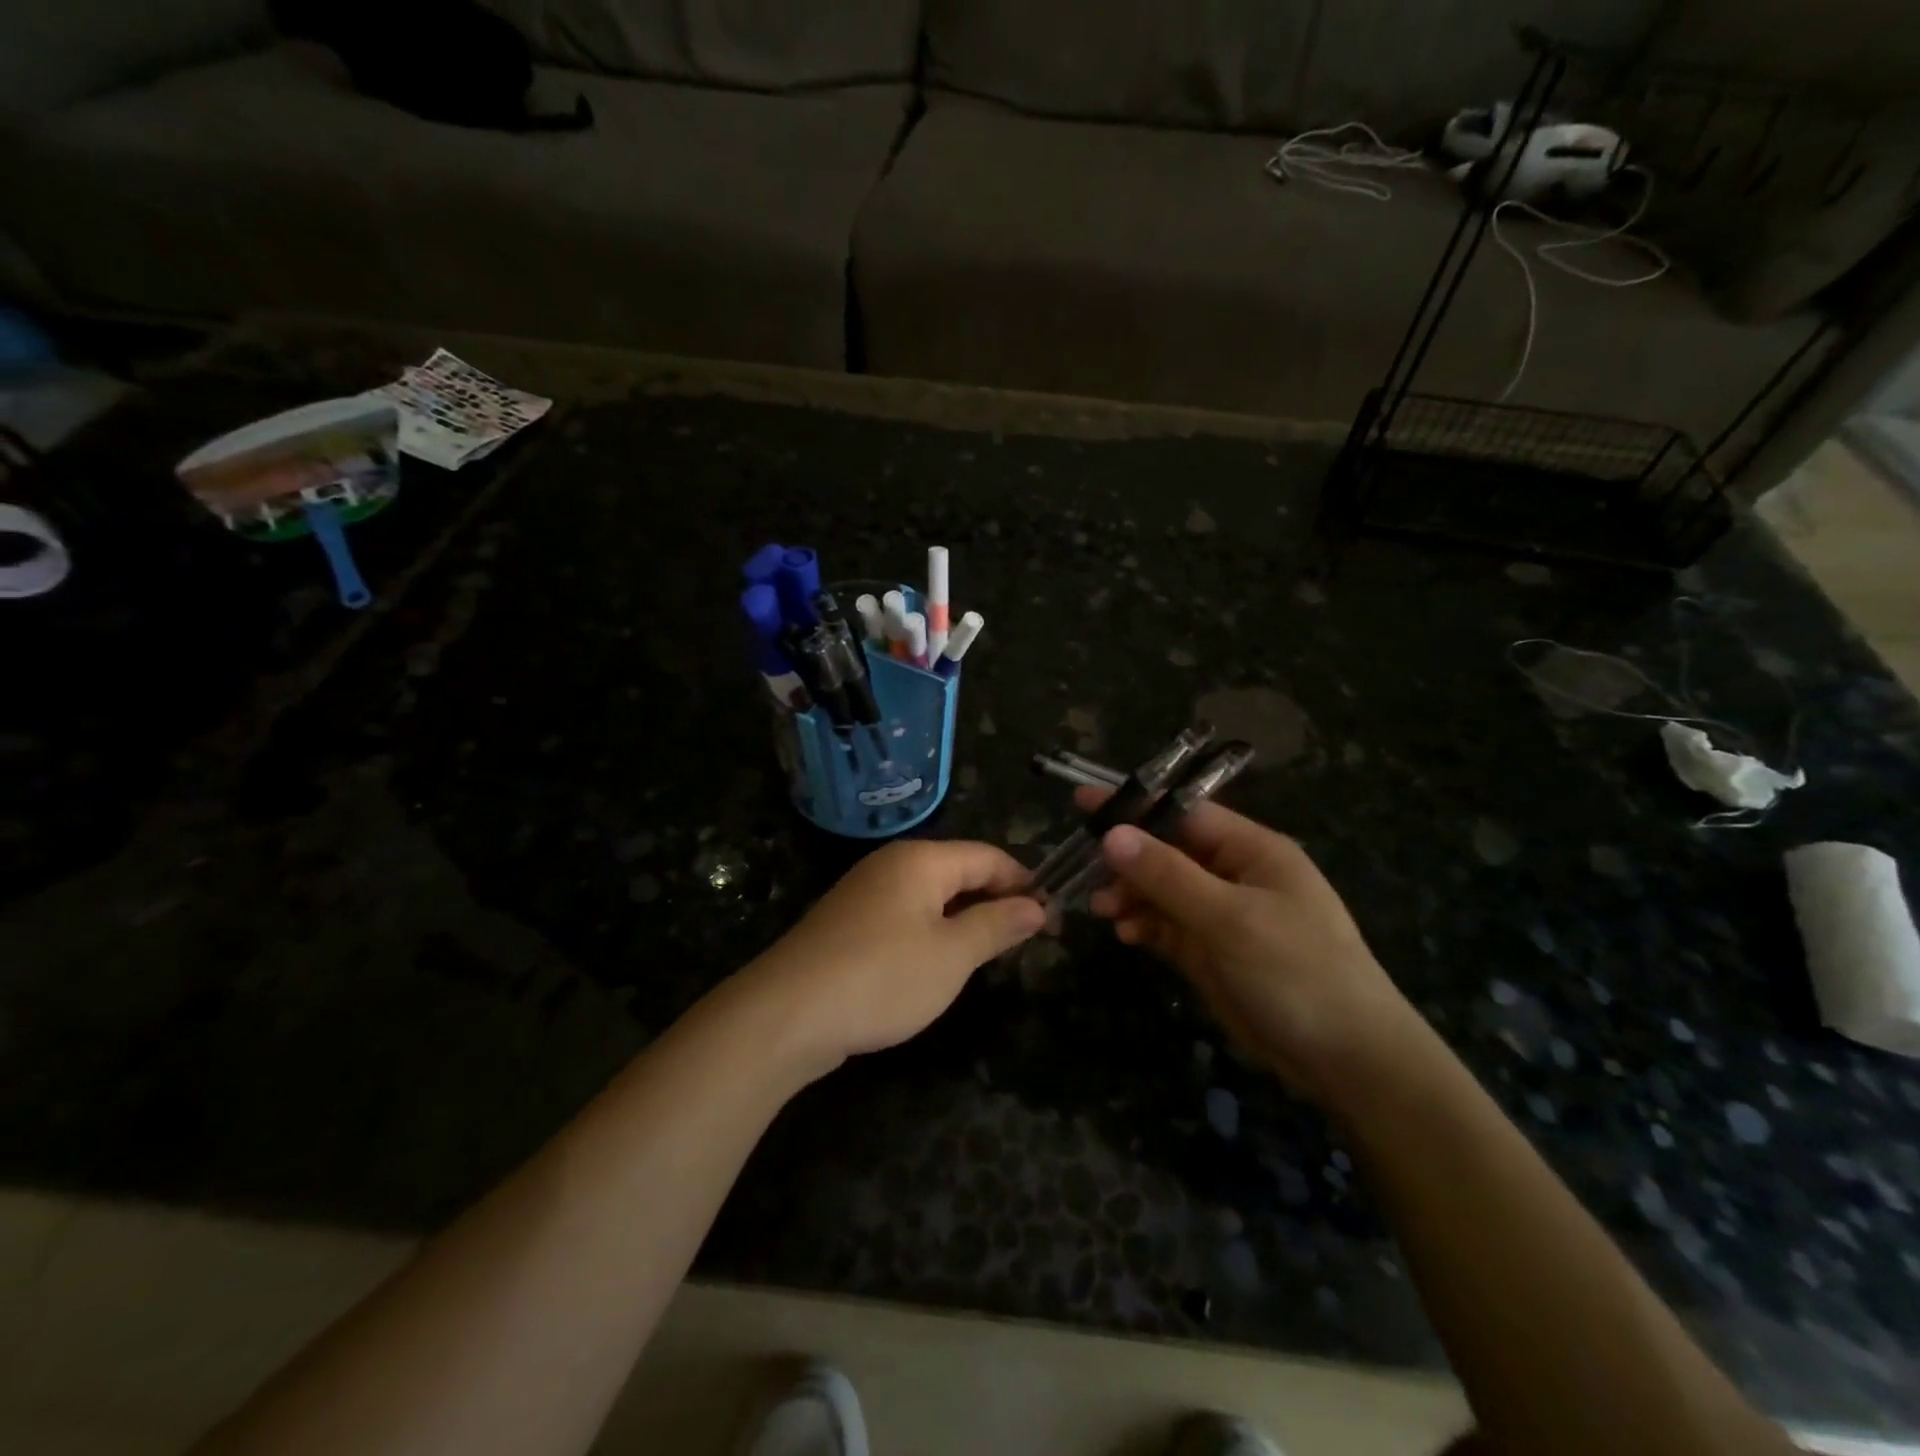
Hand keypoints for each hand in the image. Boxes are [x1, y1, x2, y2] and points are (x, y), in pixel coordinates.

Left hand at [746, 840, 1044, 1069]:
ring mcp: (865, 892)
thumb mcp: (952, 955)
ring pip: (932, 895)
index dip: (1024, 883)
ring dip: (965, 918)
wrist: (786, 1014)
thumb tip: (1036, 906)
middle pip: (959, 871)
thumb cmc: (882, 977)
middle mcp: (892, 864)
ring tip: (990, 954)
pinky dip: (932, 931)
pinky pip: (905, 915)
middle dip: (996, 900)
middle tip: (1027, 941)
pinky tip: (938, 964)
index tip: (1052, 919)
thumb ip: (996, 925)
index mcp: (921, 860)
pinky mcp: (848, 922)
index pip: (989, 856)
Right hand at [1076, 786, 1417, 1098]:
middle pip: (1167, 851)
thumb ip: (1168, 875)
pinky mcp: (1211, 952)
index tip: (1082, 802)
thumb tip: (1112, 834)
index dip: (1134, 806)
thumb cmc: (1296, 971)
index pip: (1183, 813)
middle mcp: (1234, 874)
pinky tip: (1125, 934)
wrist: (1346, 1059)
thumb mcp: (1229, 918)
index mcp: (1251, 850)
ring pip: (1162, 890)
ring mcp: (1222, 915)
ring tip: (1100, 907)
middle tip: (1083, 869)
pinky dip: (1144, 925)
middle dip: (1126, 859)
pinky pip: (1167, 926)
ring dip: (1130, 894)